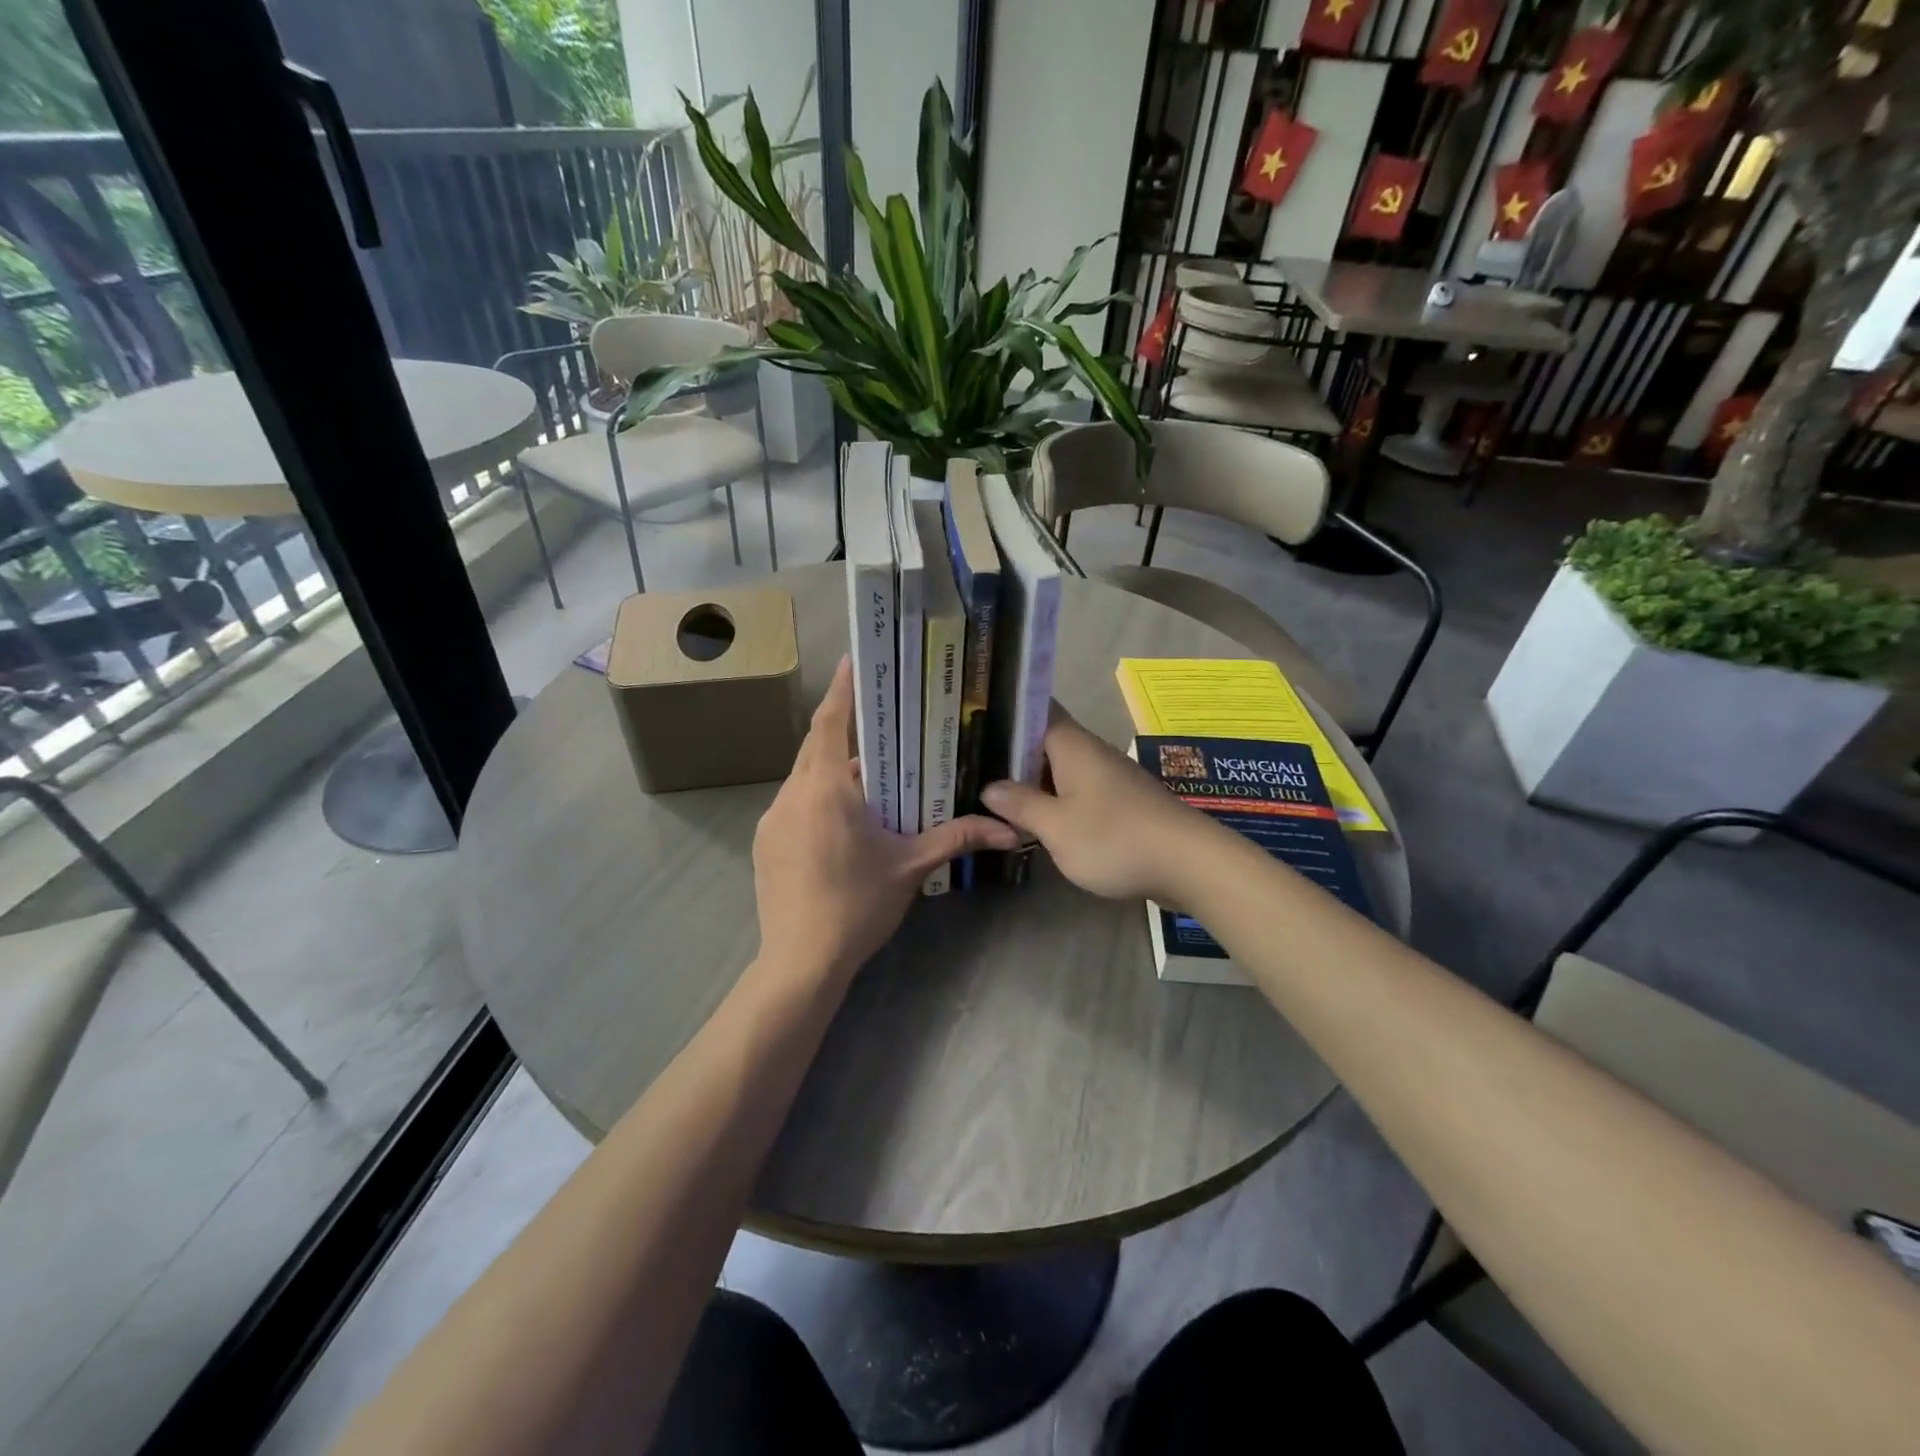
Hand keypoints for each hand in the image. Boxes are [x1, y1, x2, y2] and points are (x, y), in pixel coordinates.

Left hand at [754, 657, 1020, 981]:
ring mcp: (772, 818)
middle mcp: (792, 794)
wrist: (800, 960)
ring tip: (868, 773)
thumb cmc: (858, 905)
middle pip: (815, 745)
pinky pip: (794, 803)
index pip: (830, 724)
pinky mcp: (765, 842)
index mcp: (826, 790)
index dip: (842, 690)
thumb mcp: (911, 866)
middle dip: (843, 727)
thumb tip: (1011, 831)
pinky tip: (842, 819)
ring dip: (832, 767)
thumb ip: (958, 837)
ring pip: (804, 776)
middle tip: (877, 716)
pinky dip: (817, 796)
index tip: (854, 660)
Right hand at [982, 703, 1211, 904]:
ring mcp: (1107, 777)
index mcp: (1072, 745)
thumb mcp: (1057, 826)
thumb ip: (1021, 804)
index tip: (972, 718)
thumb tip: (990, 786)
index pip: (1036, 708)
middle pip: (1044, 740)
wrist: (1189, 863)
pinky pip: (1075, 789)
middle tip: (969, 760)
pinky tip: (1033, 816)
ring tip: (990, 789)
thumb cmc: (1115, 838)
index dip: (1005, 710)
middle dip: (1009, 750)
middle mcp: (1090, 752)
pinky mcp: (1119, 801)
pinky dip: (1052, 797)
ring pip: (1059, 767)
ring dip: (1030, 778)